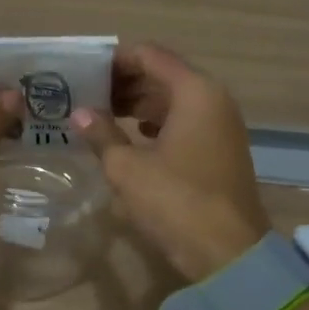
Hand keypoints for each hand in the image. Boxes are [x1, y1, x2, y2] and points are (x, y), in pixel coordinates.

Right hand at [74, 43, 270, 282]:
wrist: (229, 254)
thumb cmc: (176, 201)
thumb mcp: (127, 168)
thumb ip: (101, 134)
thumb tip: (79, 114)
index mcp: (195, 91)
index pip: (150, 55)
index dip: (115, 60)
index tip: (84, 71)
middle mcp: (213, 99)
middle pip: (163, 74)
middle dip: (124, 82)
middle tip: (86, 94)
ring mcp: (221, 125)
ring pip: (173, 99)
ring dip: (139, 103)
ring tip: (101, 115)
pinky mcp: (221, 149)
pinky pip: (184, 121)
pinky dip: (157, 122)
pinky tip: (132, 136)